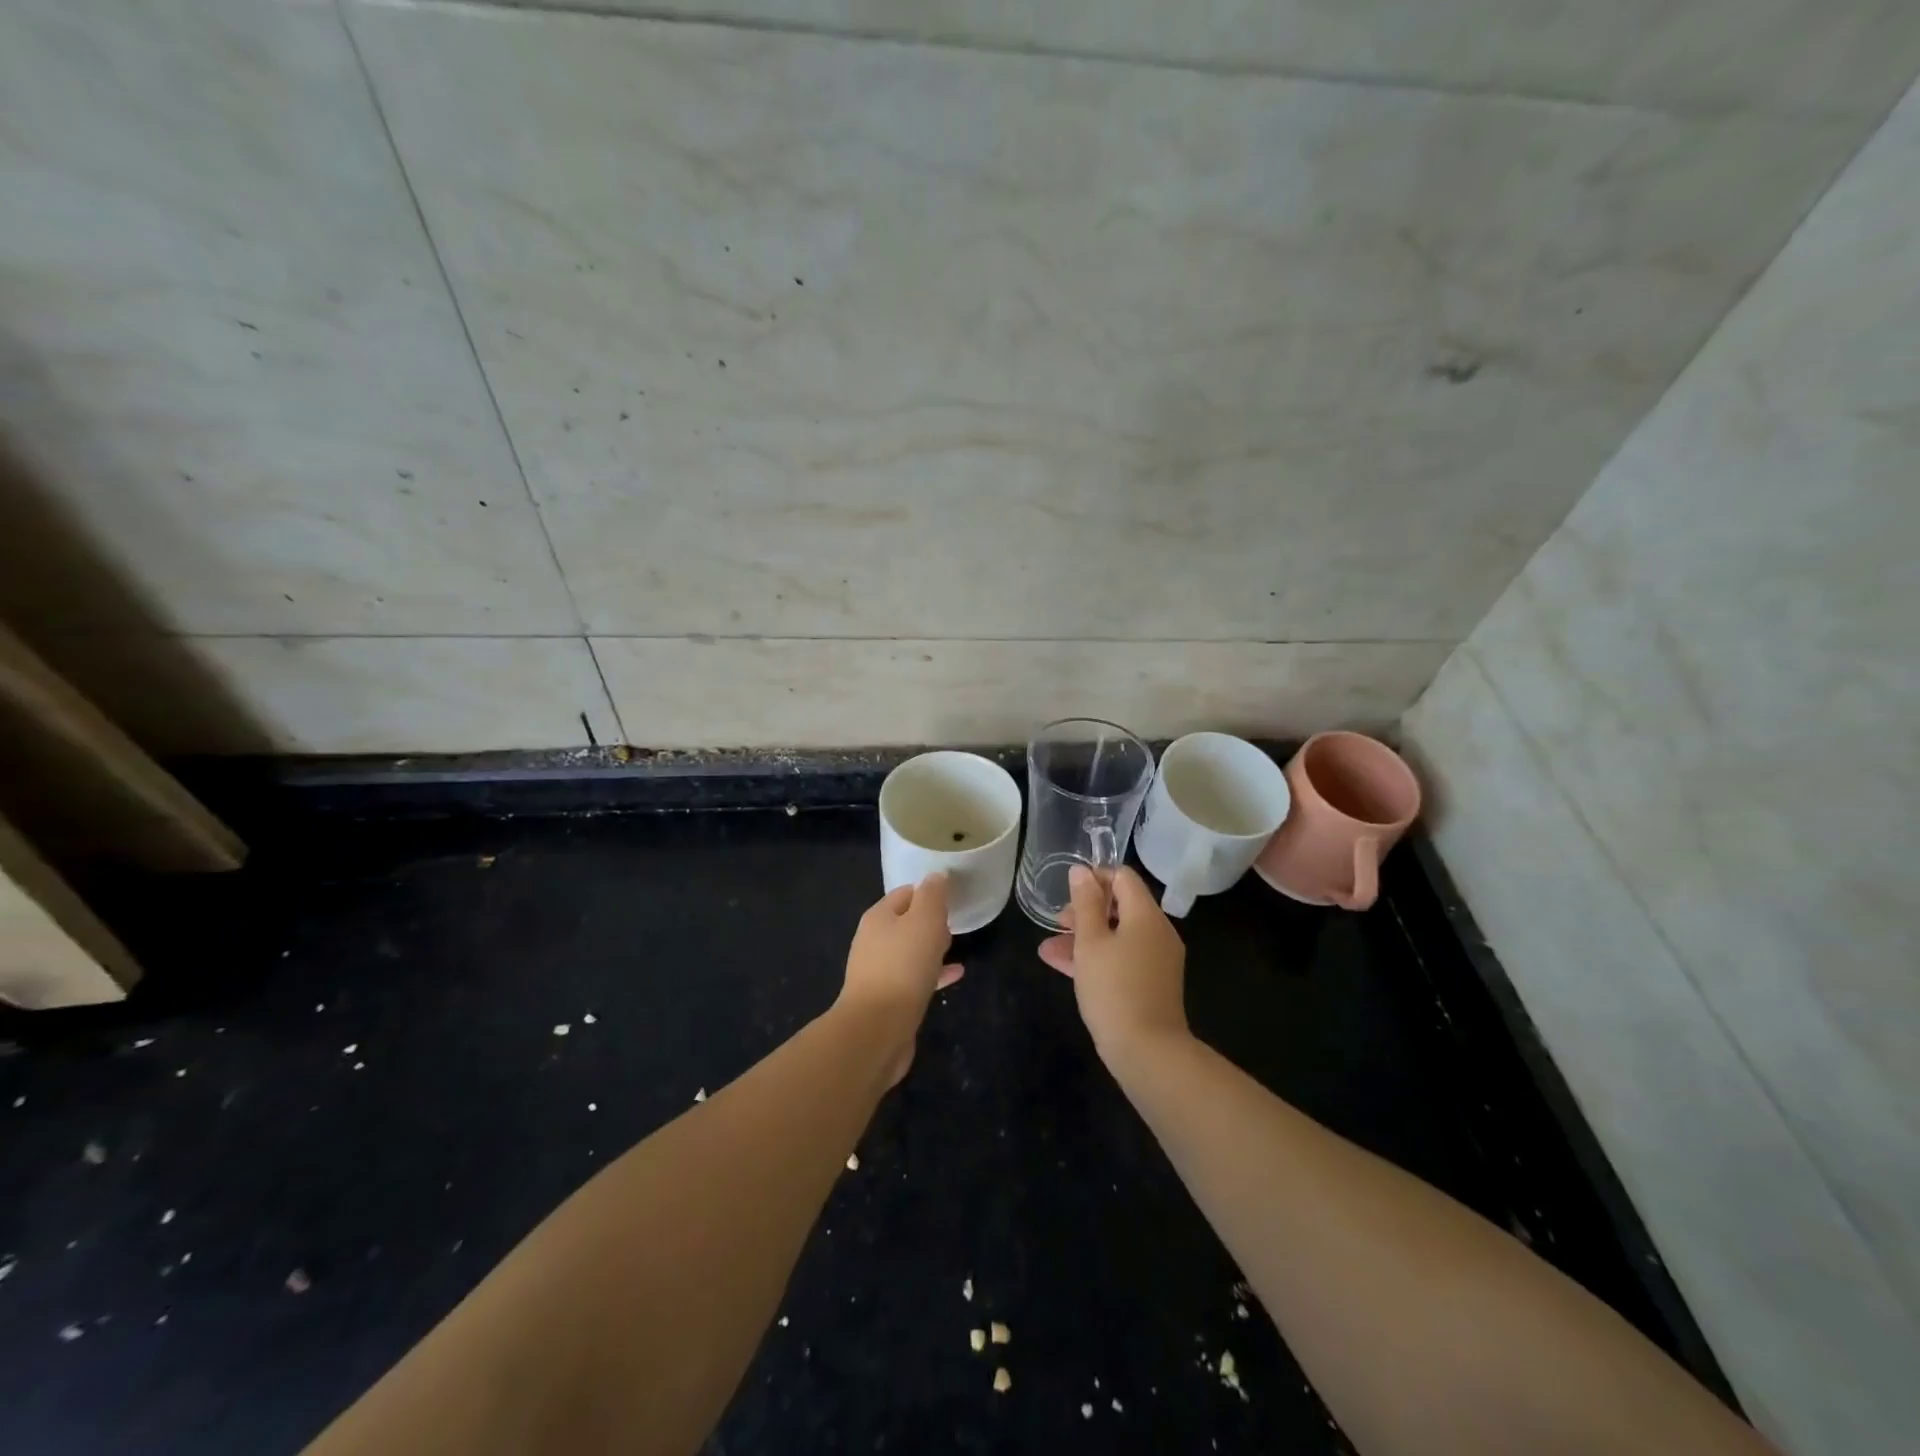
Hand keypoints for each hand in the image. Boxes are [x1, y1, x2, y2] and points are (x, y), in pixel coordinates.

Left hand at [838, 874, 964, 1084]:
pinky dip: (934, 973)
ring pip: (910, 951)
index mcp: (878, 917)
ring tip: (956, 947)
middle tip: (954, 921)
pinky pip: (915, 978)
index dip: (928, 892)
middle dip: (929, 920)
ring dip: (931, 947)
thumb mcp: (924, 921)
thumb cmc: (903, 966)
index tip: (952, 896)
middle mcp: (874, 941)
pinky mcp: (889, 999)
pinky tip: (956, 975)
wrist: (878, 1028)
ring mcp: (879, 971)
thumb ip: (932, 896)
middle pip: (906, 922)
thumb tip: (936, 876)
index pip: (905, 893)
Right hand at [1038, 865, 1188, 1064]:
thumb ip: (1084, 904)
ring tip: (1049, 948)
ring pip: (1118, 934)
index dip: (1095, 877)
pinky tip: (1063, 966)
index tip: (1068, 892)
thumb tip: (1081, 870)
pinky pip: (1123, 957)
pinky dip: (1097, 957)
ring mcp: (1157, 959)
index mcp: (1146, 915)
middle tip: (1057, 923)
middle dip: (1085, 910)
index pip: (1123, 877)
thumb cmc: (1114, 989)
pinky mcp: (1152, 983)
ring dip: (1085, 936)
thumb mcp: (1090, 942)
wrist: (1148, 1052)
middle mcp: (1158, 931)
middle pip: (1121, 905)